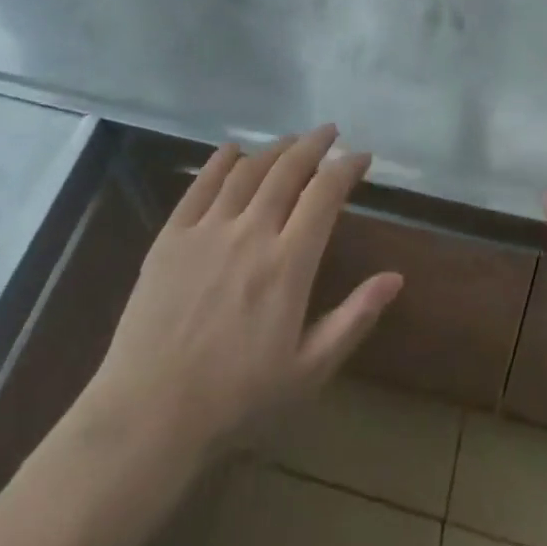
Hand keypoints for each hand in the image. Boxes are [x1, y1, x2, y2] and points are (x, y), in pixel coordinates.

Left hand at [85, 124, 401, 464]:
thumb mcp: (309, 370)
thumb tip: (395, 277)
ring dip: (274, 149)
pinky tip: (233, 150)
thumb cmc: (238, 399)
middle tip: (330, 132)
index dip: (347, 168)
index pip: (325, 194)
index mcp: (288, 263)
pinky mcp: (172, 235)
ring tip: (291, 141)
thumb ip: (354, 318)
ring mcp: (208, 229)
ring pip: (248, 170)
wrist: (150, 413)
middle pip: (288, 170)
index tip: (362, 156)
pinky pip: (201, 184)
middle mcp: (251, 232)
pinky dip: (221, 160)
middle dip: (314, 144)